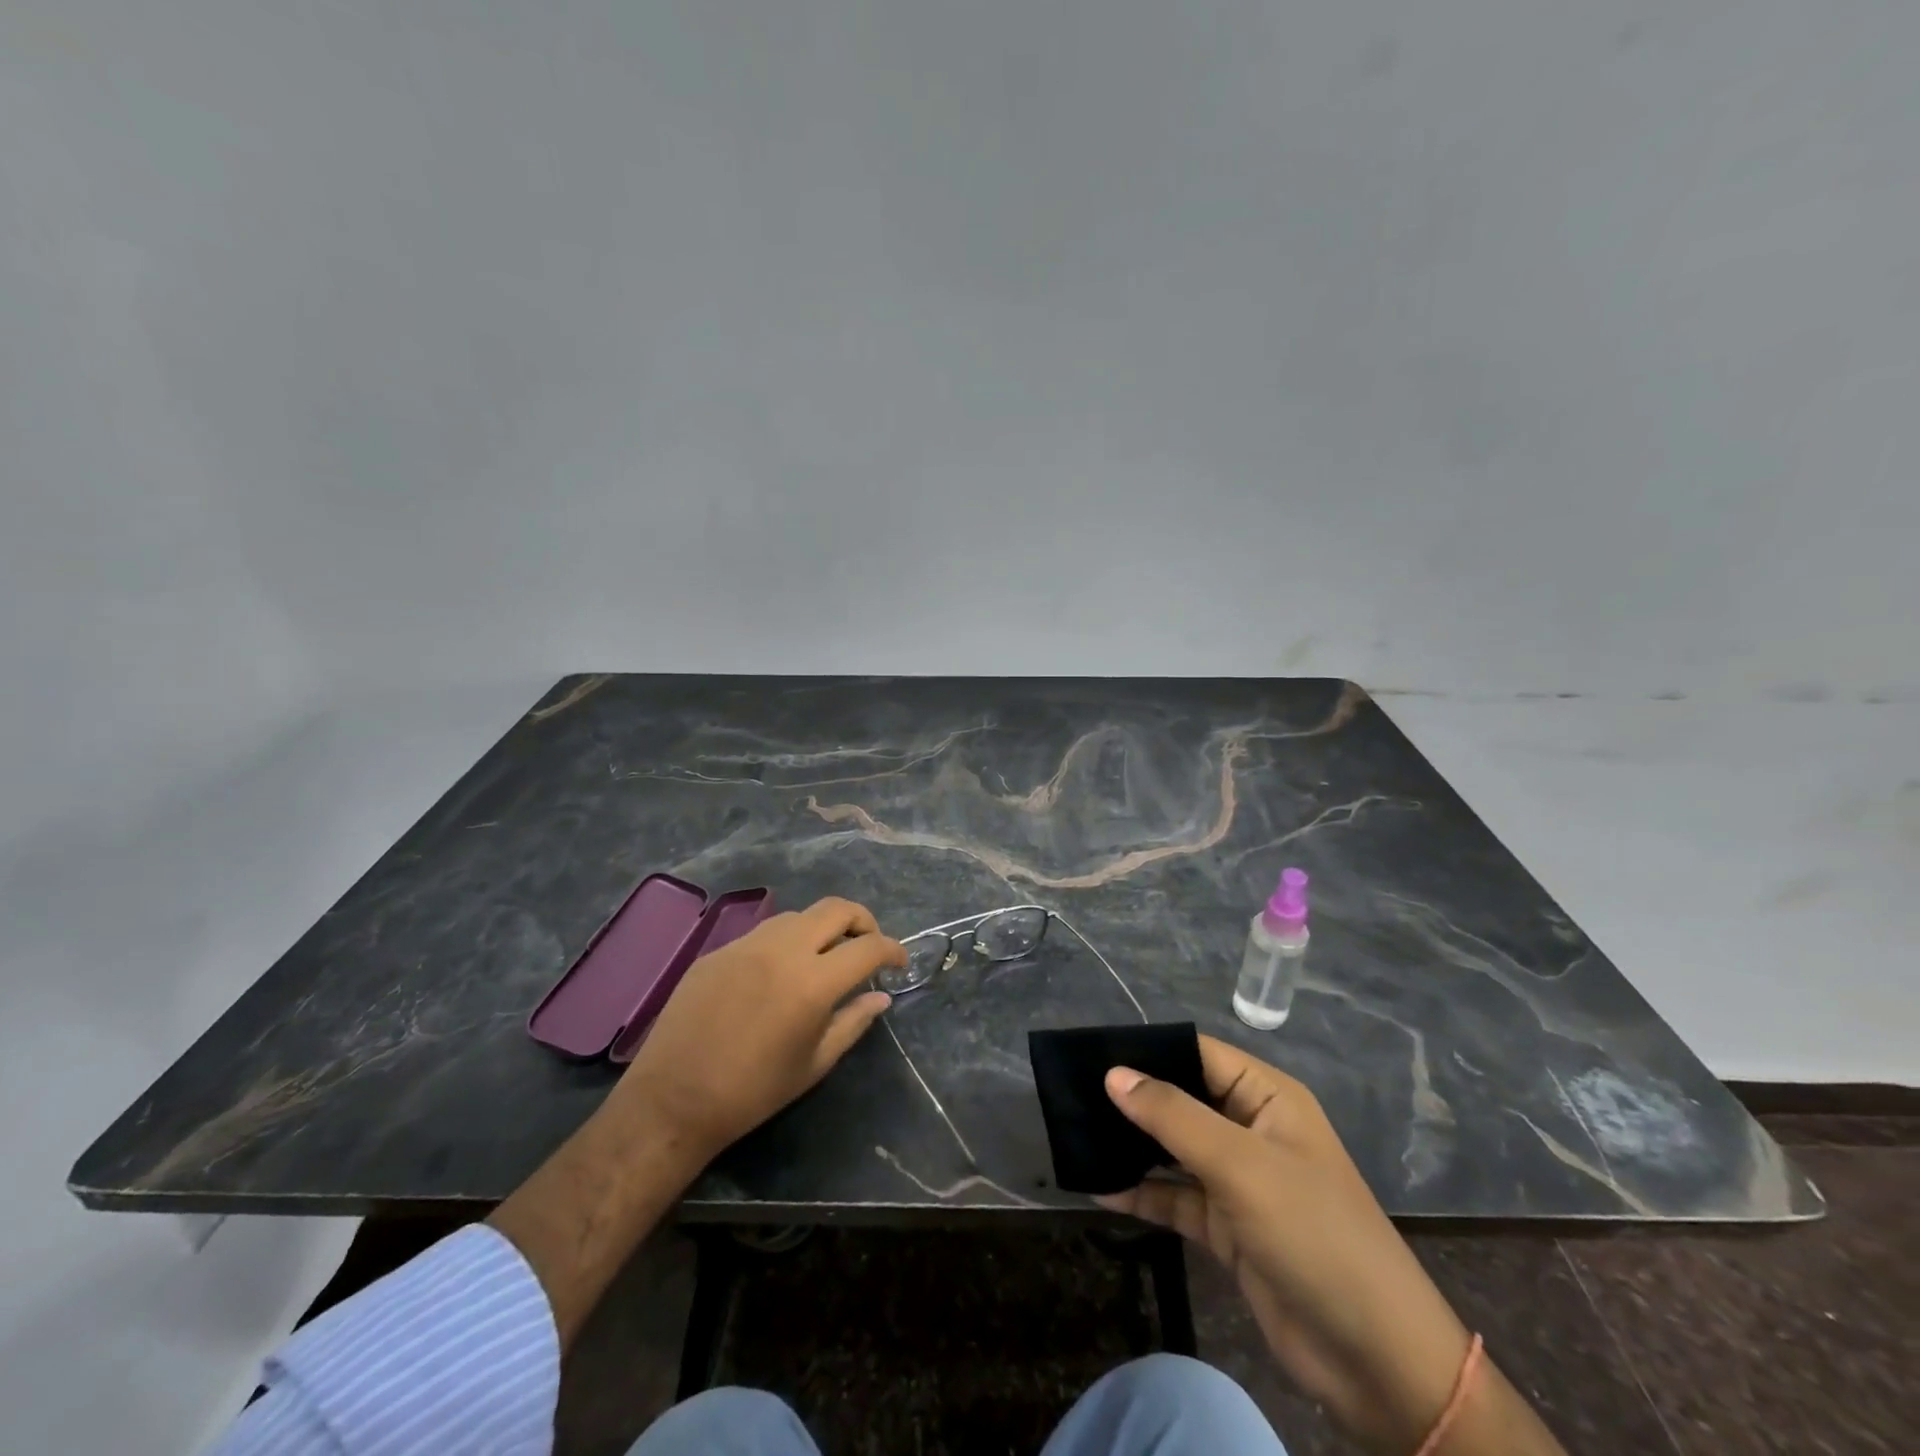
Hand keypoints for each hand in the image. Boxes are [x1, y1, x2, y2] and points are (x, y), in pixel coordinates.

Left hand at [616, 897, 904, 1158]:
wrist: (673, 1099)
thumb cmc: (752, 1092)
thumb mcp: (814, 1064)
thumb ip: (853, 1022)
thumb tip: (881, 997)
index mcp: (813, 982)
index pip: (868, 947)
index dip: (892, 950)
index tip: (899, 962)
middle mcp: (783, 950)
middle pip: (836, 908)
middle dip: (863, 920)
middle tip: (867, 945)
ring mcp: (747, 944)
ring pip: (799, 915)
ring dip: (822, 928)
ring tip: (824, 958)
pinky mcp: (719, 950)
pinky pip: (764, 932)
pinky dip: (786, 942)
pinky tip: (778, 973)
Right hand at [1099, 1038, 1497, 1455]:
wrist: (1377, 1361)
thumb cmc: (1314, 1235)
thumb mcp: (1241, 1166)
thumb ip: (1173, 1116)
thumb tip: (1112, 1073)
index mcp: (1266, 1097)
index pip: (1198, 1053)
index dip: (1149, 1049)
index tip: (1091, 1052)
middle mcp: (1251, 1128)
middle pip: (1182, 1098)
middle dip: (1134, 1098)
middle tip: (1072, 1093)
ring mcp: (1239, 1180)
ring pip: (1173, 1148)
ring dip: (1132, 1145)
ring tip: (1076, 1134)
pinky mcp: (1228, 1227)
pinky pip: (1174, 1197)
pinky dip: (1141, 1193)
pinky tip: (1098, 1188)